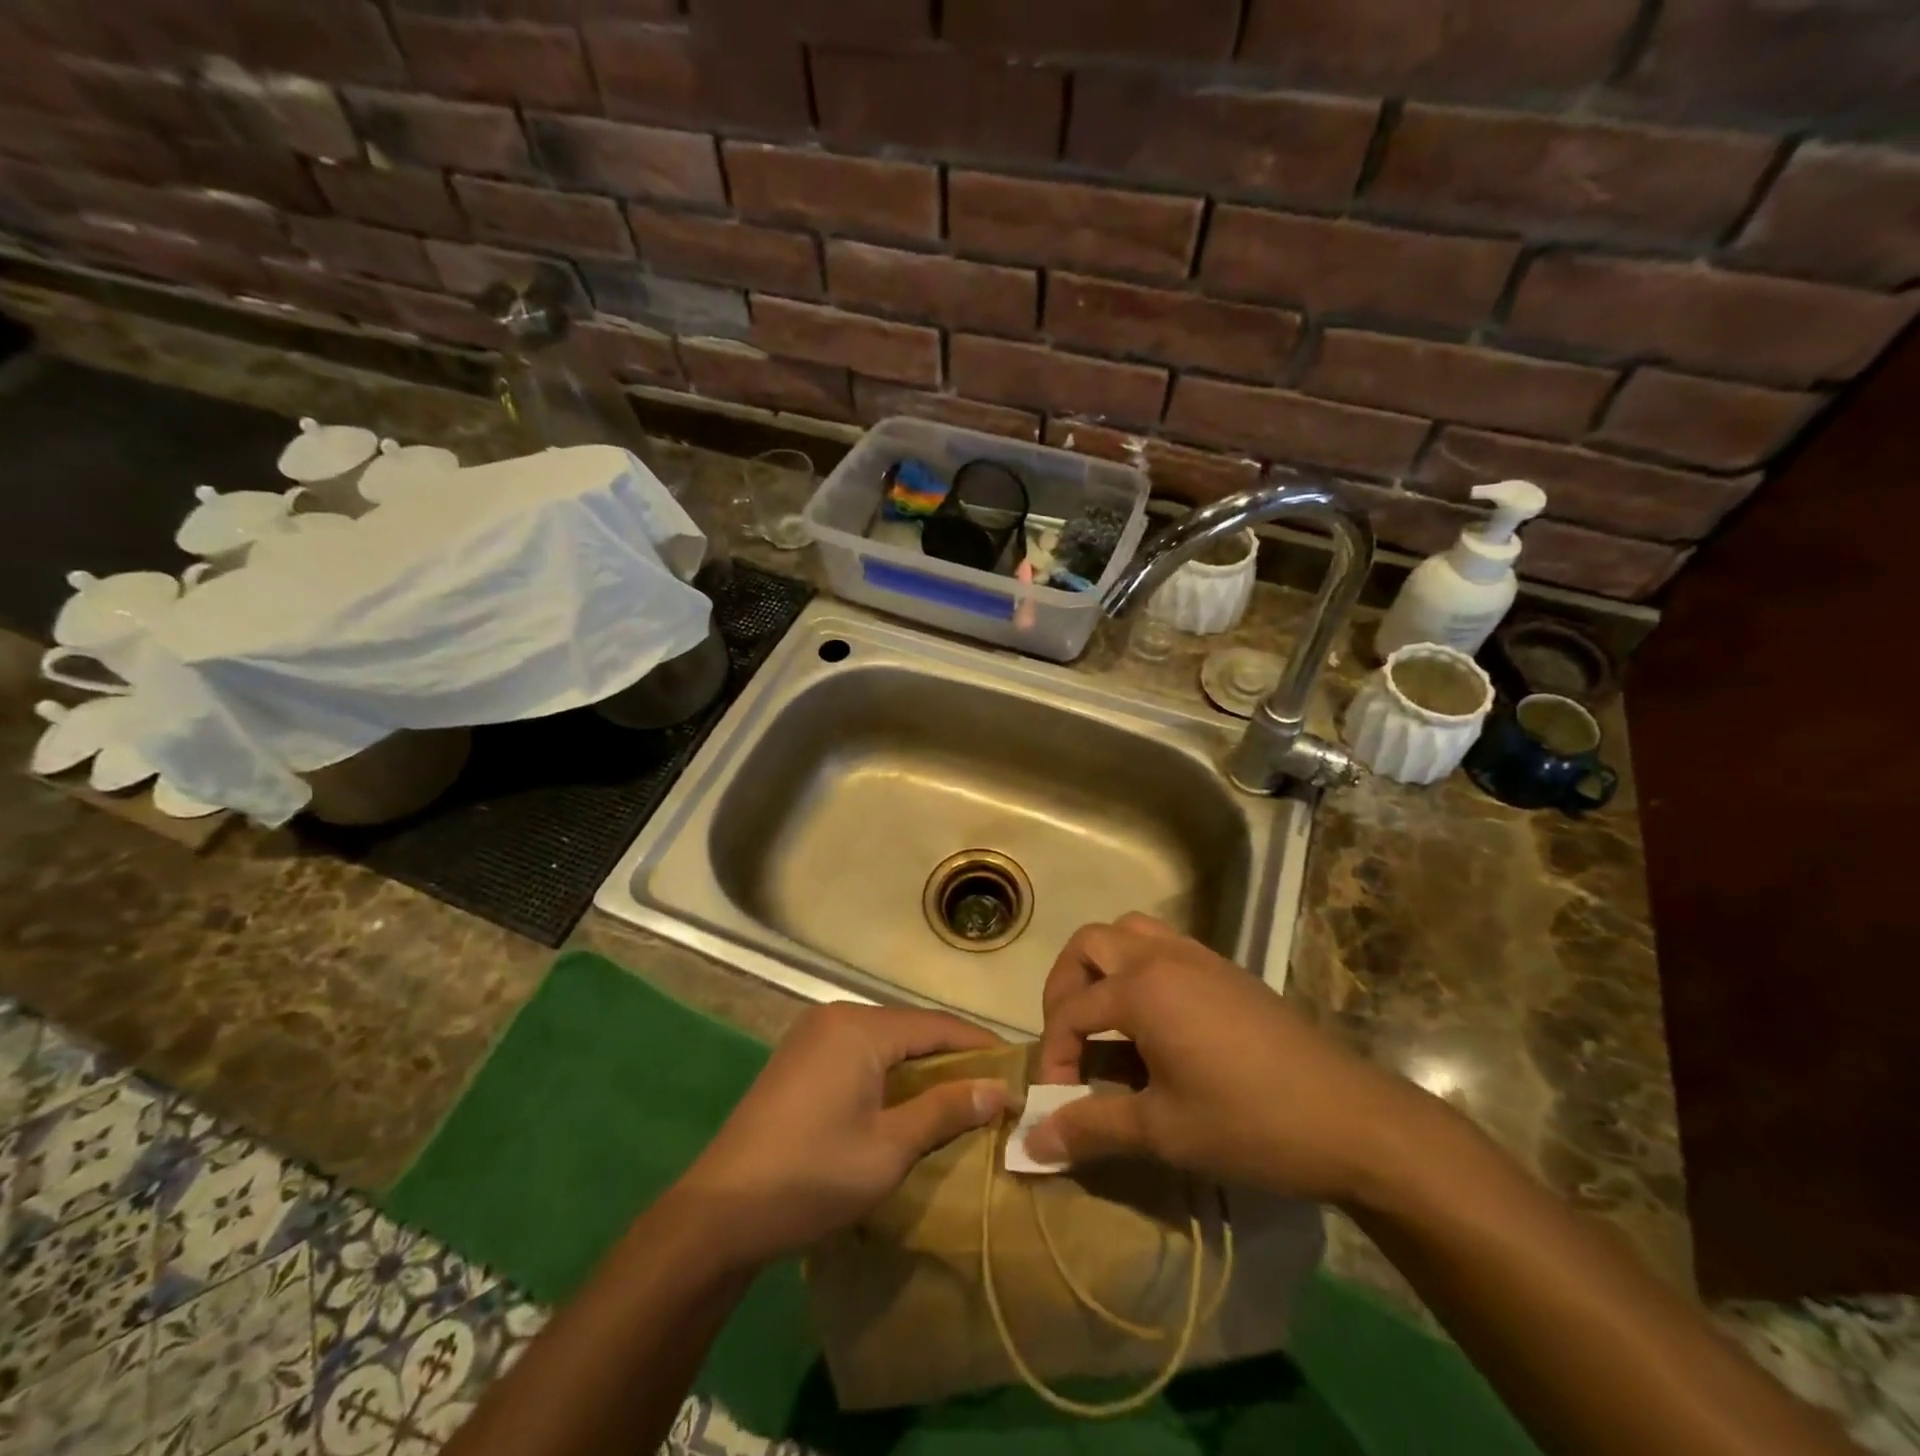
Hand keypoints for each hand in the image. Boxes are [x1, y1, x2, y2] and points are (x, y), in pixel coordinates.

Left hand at [672, 1003, 1010, 1266]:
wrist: (718, 1213)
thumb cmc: (812, 1177)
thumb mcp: (889, 1149)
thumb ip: (945, 1110)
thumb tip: (999, 1089)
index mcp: (860, 1028)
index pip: (937, 1025)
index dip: (980, 1046)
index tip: (1017, 1069)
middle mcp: (836, 1016)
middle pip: (910, 1028)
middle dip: (952, 1056)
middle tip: (992, 1088)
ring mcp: (812, 1035)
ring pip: (884, 1040)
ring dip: (920, 1065)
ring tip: (959, 1096)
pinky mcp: (798, 1057)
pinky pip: (858, 1051)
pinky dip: (888, 1071)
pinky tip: (905, 1099)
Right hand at [1026, 914, 1427, 1205]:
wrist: (1352, 1120)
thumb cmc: (1249, 1123)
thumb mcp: (1163, 1131)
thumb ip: (1092, 1127)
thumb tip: (1033, 1143)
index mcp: (1142, 988)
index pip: (1072, 1011)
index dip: (1053, 1056)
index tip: (1055, 1102)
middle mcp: (1163, 956)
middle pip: (1090, 945)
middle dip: (1065, 988)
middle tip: (1069, 1038)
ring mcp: (1198, 957)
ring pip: (1129, 932)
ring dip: (1103, 966)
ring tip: (1104, 1018)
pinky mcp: (1226, 970)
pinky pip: (1164, 945)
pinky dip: (1140, 968)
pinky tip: (1154, 1022)